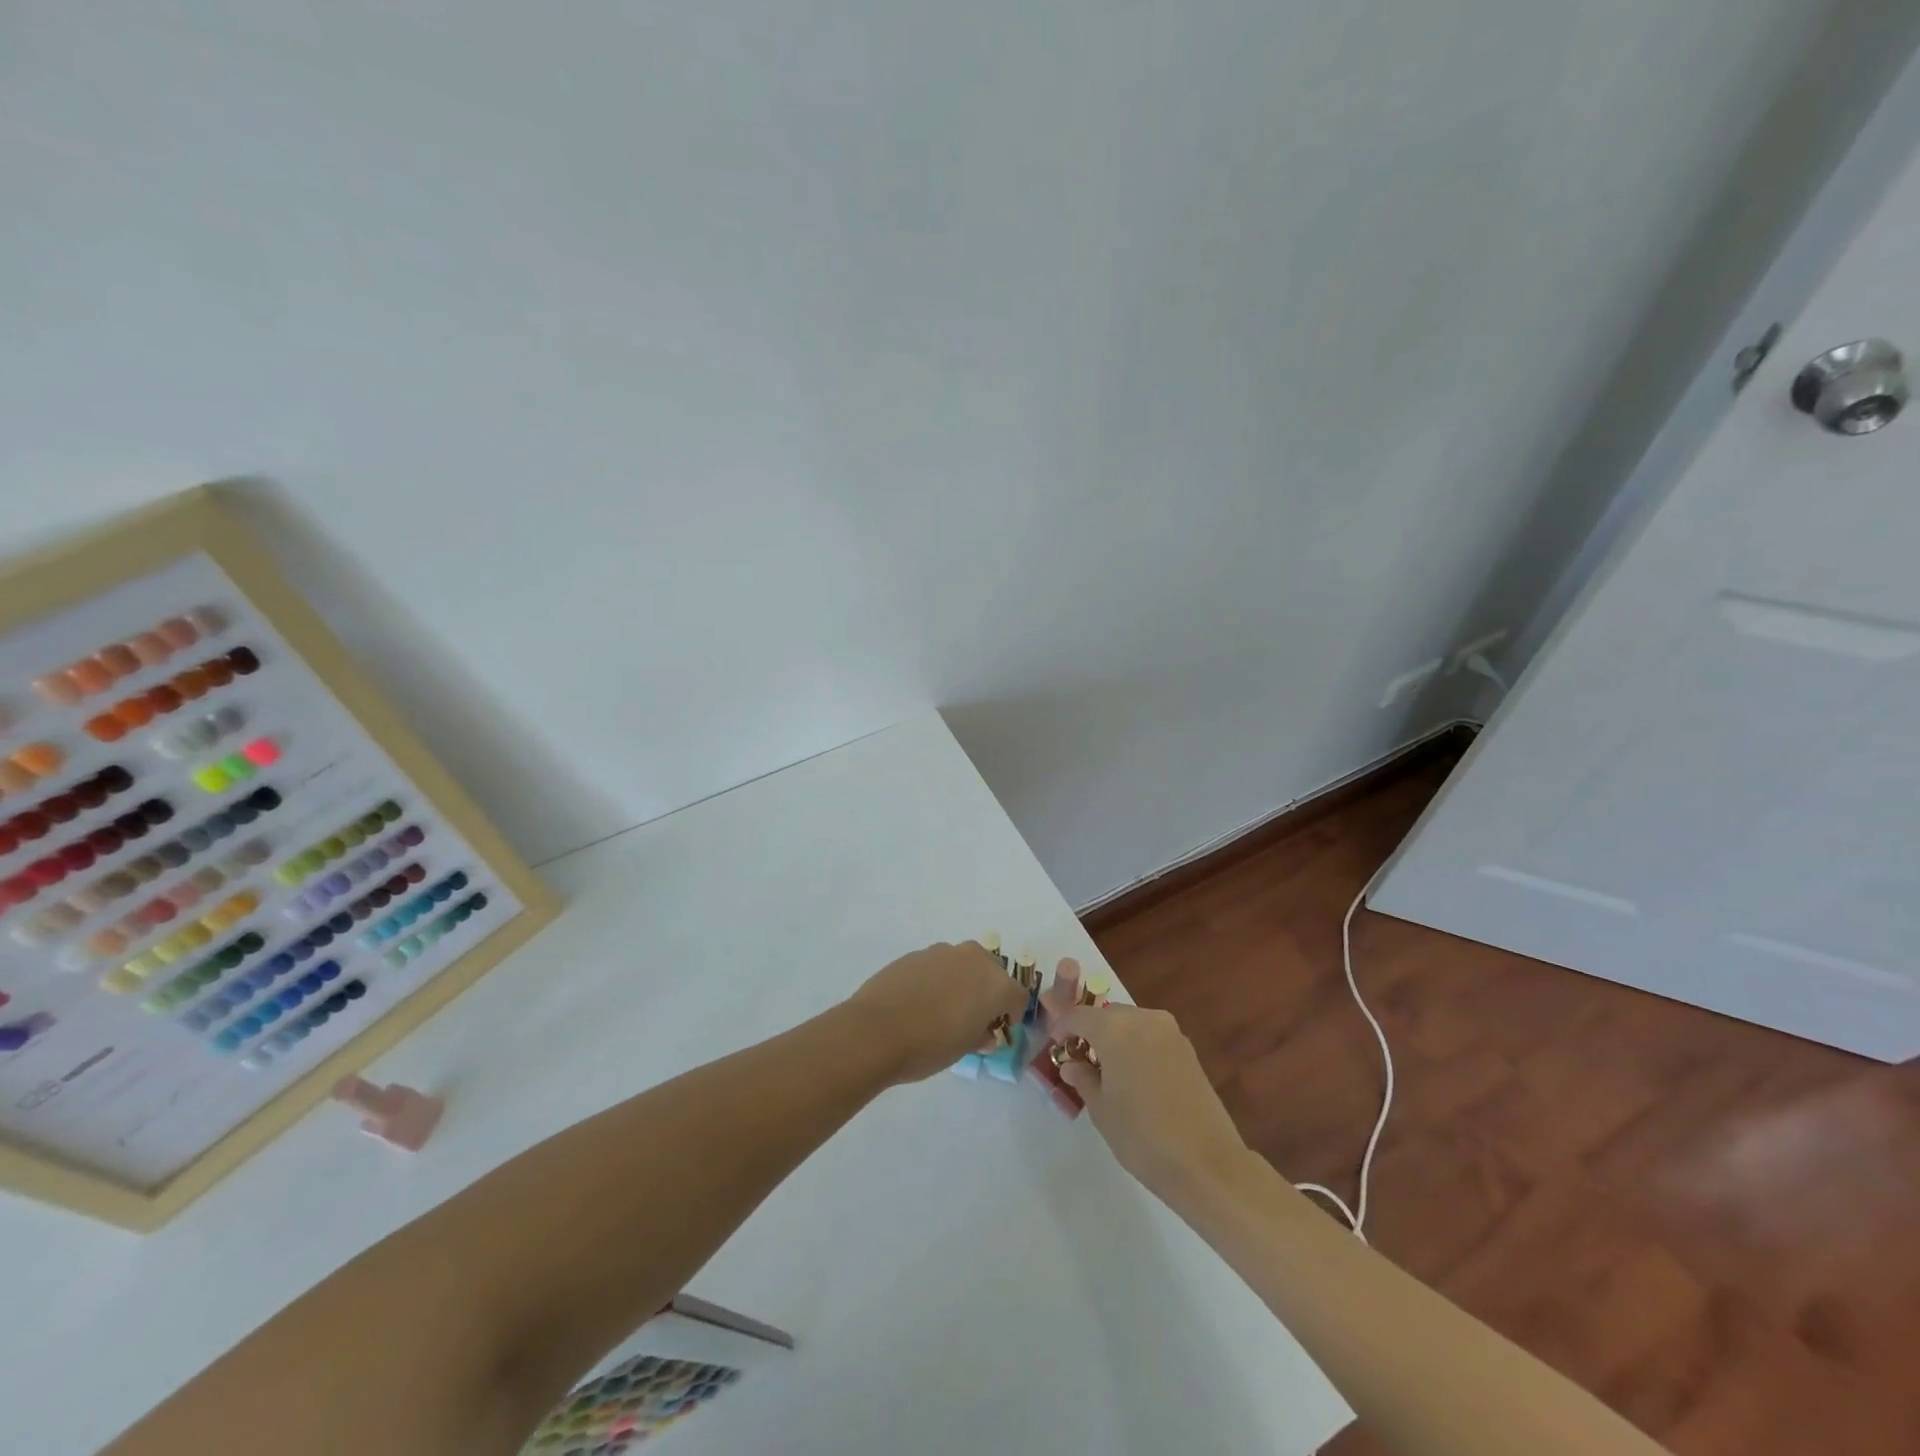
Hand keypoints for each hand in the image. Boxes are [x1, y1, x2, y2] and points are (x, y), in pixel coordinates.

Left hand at [846, 941, 1028, 1084]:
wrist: (875, 1030)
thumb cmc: (929, 1045)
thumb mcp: (963, 1049)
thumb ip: (980, 1034)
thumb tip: (983, 1031)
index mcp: (995, 983)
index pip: (1017, 996)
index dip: (1011, 1014)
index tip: (998, 1029)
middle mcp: (973, 959)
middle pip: (992, 972)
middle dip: (987, 992)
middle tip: (972, 1018)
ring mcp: (942, 952)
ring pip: (963, 965)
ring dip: (961, 982)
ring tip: (943, 1009)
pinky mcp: (916, 953)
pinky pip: (937, 965)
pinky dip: (937, 979)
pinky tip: (920, 1001)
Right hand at [1052, 1004, 1249, 1198]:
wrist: (1207, 1163)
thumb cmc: (1142, 1136)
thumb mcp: (1101, 1109)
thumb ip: (1082, 1078)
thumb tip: (1072, 1064)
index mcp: (1115, 1028)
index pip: (1079, 1015)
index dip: (1063, 1028)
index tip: (1056, 1047)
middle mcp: (1143, 1019)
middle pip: (1107, 1015)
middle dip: (1091, 1032)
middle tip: (1080, 1060)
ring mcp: (1170, 1032)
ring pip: (1132, 1023)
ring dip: (1115, 1038)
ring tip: (1107, 1070)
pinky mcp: (1188, 1050)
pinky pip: (1152, 1036)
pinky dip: (1137, 1046)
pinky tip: (1134, 1077)